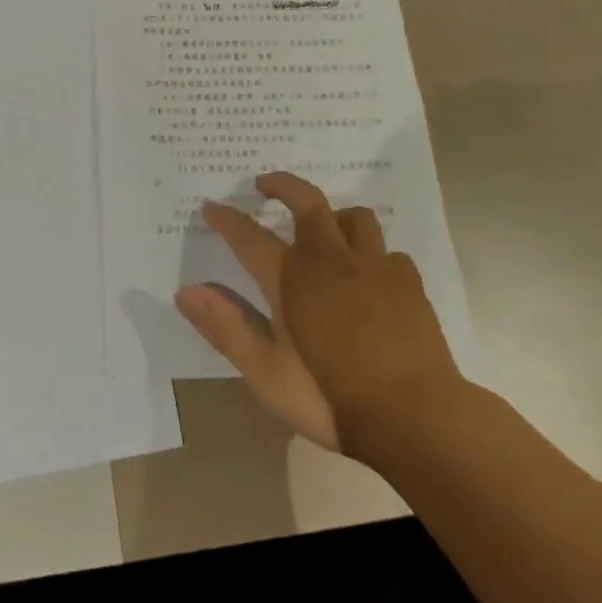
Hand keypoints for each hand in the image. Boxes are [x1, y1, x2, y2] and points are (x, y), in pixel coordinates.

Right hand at [176, 172, 464, 463]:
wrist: (416, 418)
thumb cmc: (331, 398)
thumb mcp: (266, 374)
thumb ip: (226, 328)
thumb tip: (185, 291)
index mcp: (292, 279)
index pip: (249, 236)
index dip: (227, 219)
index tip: (211, 206)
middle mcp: (331, 260)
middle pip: (307, 202)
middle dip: (283, 185)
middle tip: (265, 184)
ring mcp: (375, 268)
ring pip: (355, 217)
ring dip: (335, 215)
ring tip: (326, 227)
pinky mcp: (409, 283)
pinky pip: (389, 252)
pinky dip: (375, 255)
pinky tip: (373, 276)